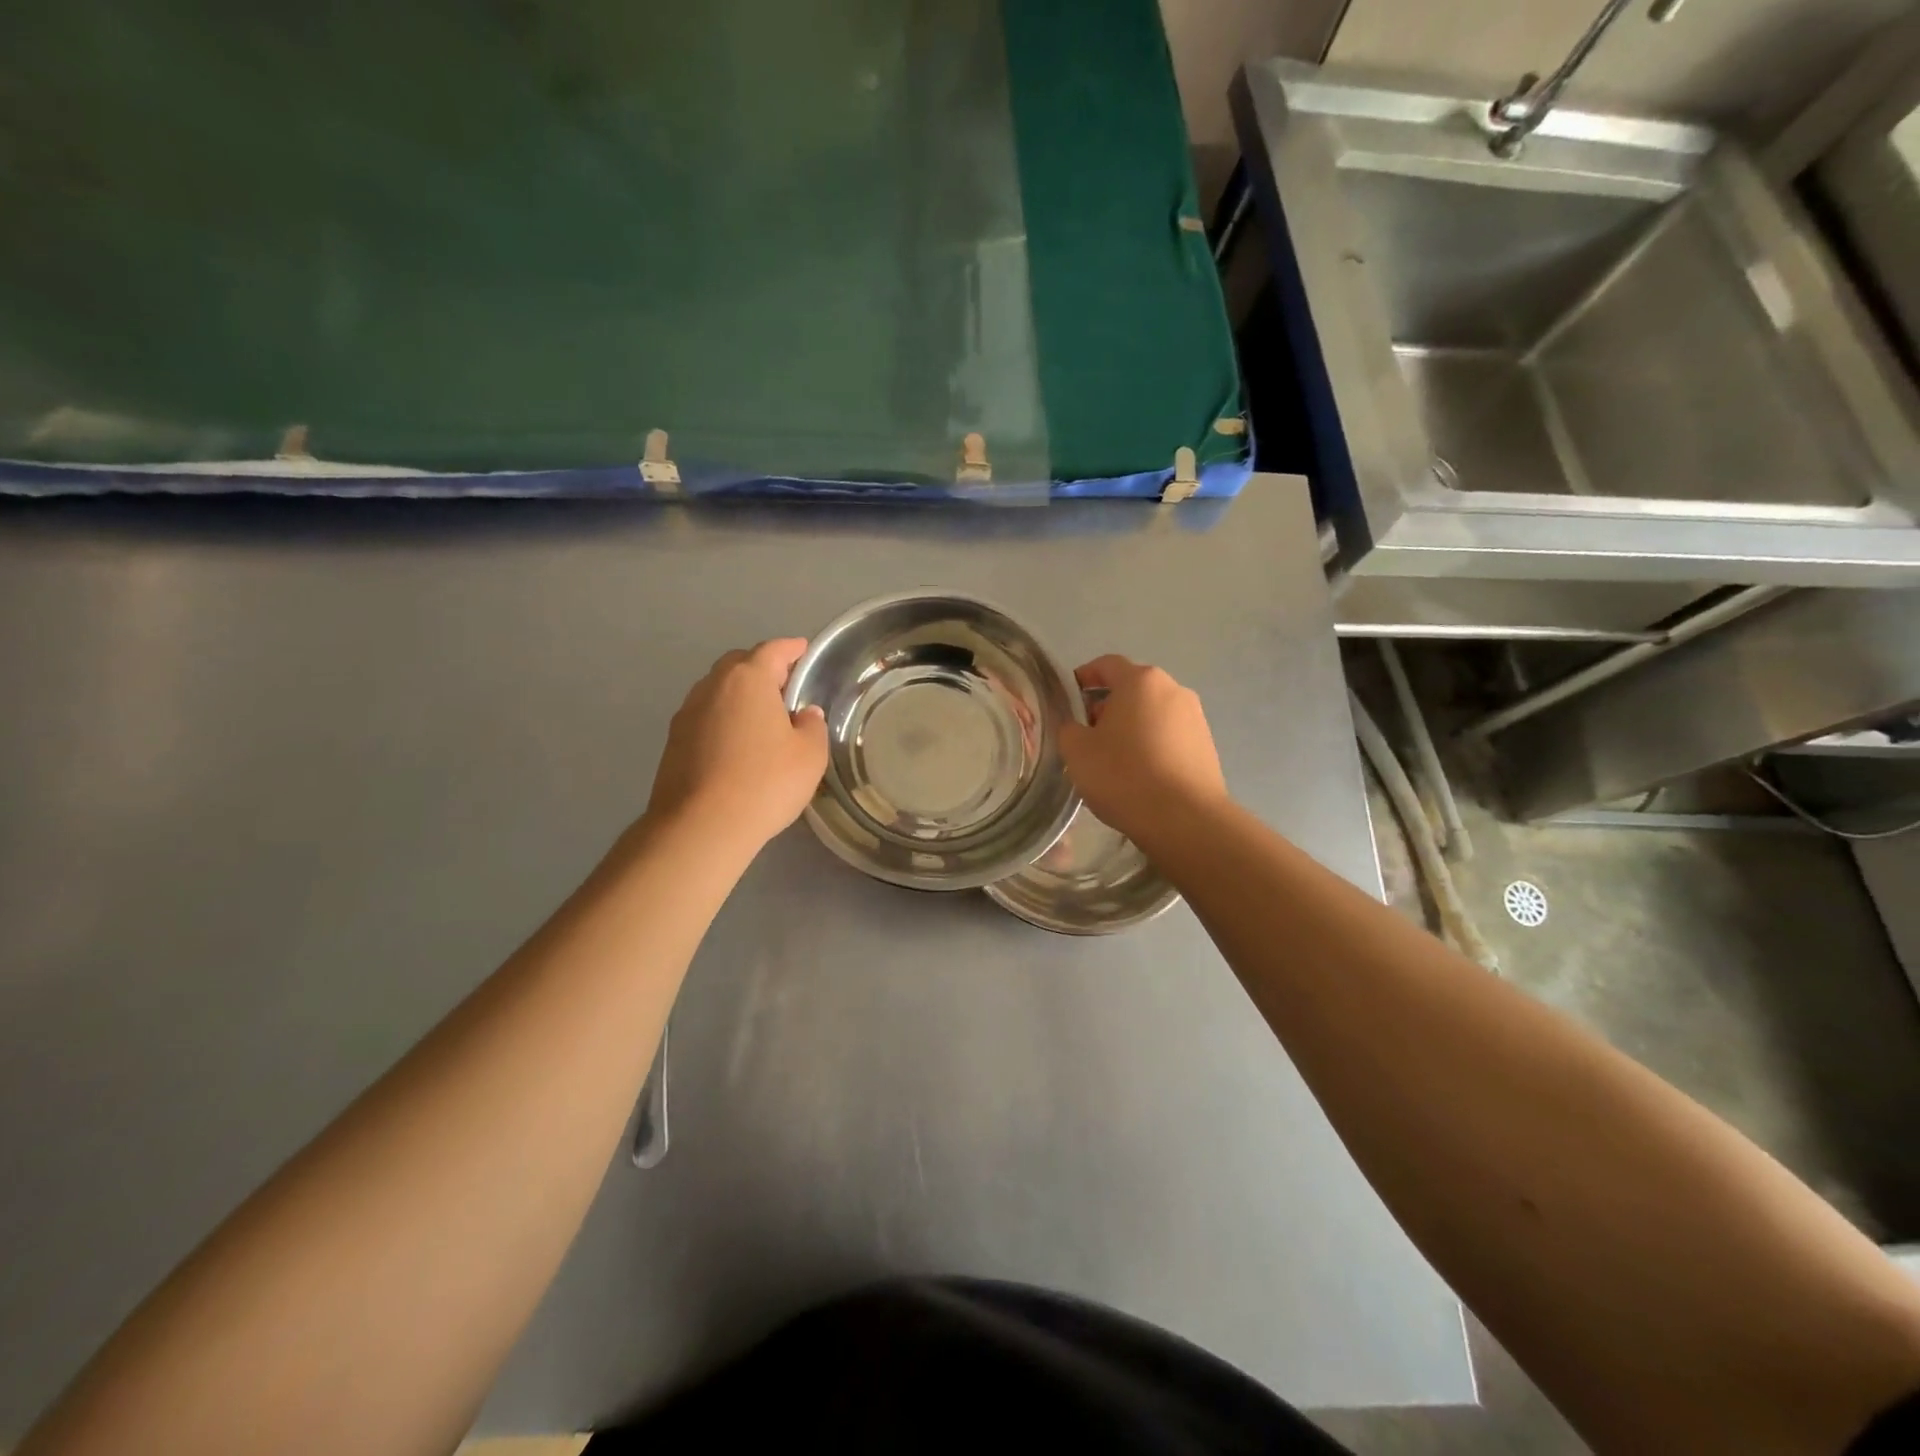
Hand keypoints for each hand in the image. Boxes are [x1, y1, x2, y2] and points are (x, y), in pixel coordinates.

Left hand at [646, 639, 827, 853]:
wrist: (700, 827)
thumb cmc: (764, 783)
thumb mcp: (809, 755)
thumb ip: (812, 726)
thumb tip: (803, 715)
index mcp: (748, 680)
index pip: (772, 650)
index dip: (791, 649)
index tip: (803, 650)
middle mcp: (712, 687)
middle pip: (739, 664)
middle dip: (762, 668)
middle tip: (785, 687)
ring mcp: (687, 714)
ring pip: (718, 691)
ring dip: (740, 695)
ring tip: (762, 717)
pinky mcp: (673, 742)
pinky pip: (705, 717)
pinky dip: (723, 719)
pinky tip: (737, 744)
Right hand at [1057, 655, 1226, 845]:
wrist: (1184, 819)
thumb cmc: (1124, 776)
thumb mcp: (1077, 751)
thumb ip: (1068, 728)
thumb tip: (1076, 725)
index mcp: (1140, 681)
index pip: (1106, 665)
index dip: (1084, 677)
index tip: (1069, 700)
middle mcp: (1173, 689)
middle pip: (1132, 689)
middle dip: (1107, 707)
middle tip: (1088, 738)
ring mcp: (1195, 717)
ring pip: (1152, 714)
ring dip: (1131, 728)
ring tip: (1115, 761)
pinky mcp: (1207, 746)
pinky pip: (1170, 736)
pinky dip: (1152, 746)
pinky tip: (1141, 776)